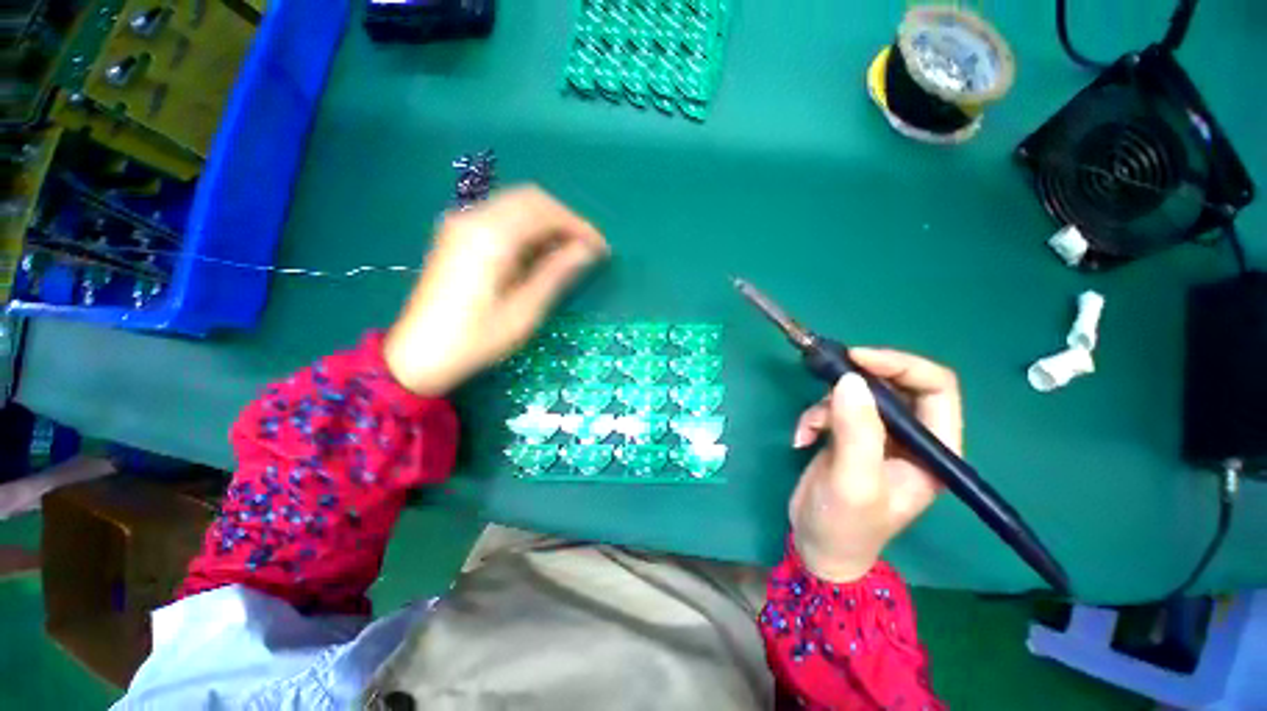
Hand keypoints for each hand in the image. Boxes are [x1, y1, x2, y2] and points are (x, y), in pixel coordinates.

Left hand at [385, 186, 607, 395]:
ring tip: (567, 254)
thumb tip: (587, 251)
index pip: (545, 211)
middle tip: (586, 250)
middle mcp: (473, 218)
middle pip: (530, 199)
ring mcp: (460, 223)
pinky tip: (538, 254)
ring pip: (516, 206)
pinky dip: (526, 229)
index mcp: (491, 237)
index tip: (601, 248)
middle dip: (564, 221)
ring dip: (546, 224)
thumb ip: (556, 274)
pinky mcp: (457, 235)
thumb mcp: (525, 311)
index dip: (579, 226)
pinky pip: (501, 218)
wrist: (419, 354)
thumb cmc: (477, 339)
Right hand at [788, 349, 962, 582]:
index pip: (936, 388)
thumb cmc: (845, 524)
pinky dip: (813, 418)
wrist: (817, 546)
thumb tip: (850, 379)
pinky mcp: (849, 437)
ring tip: (808, 430)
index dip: (900, 365)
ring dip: (826, 405)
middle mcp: (912, 438)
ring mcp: (878, 436)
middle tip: (826, 375)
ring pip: (858, 394)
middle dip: (858, 379)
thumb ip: (856, 430)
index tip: (856, 358)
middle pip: (894, 384)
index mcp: (933, 450)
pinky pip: (833, 409)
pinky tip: (800, 440)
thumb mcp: (853, 480)